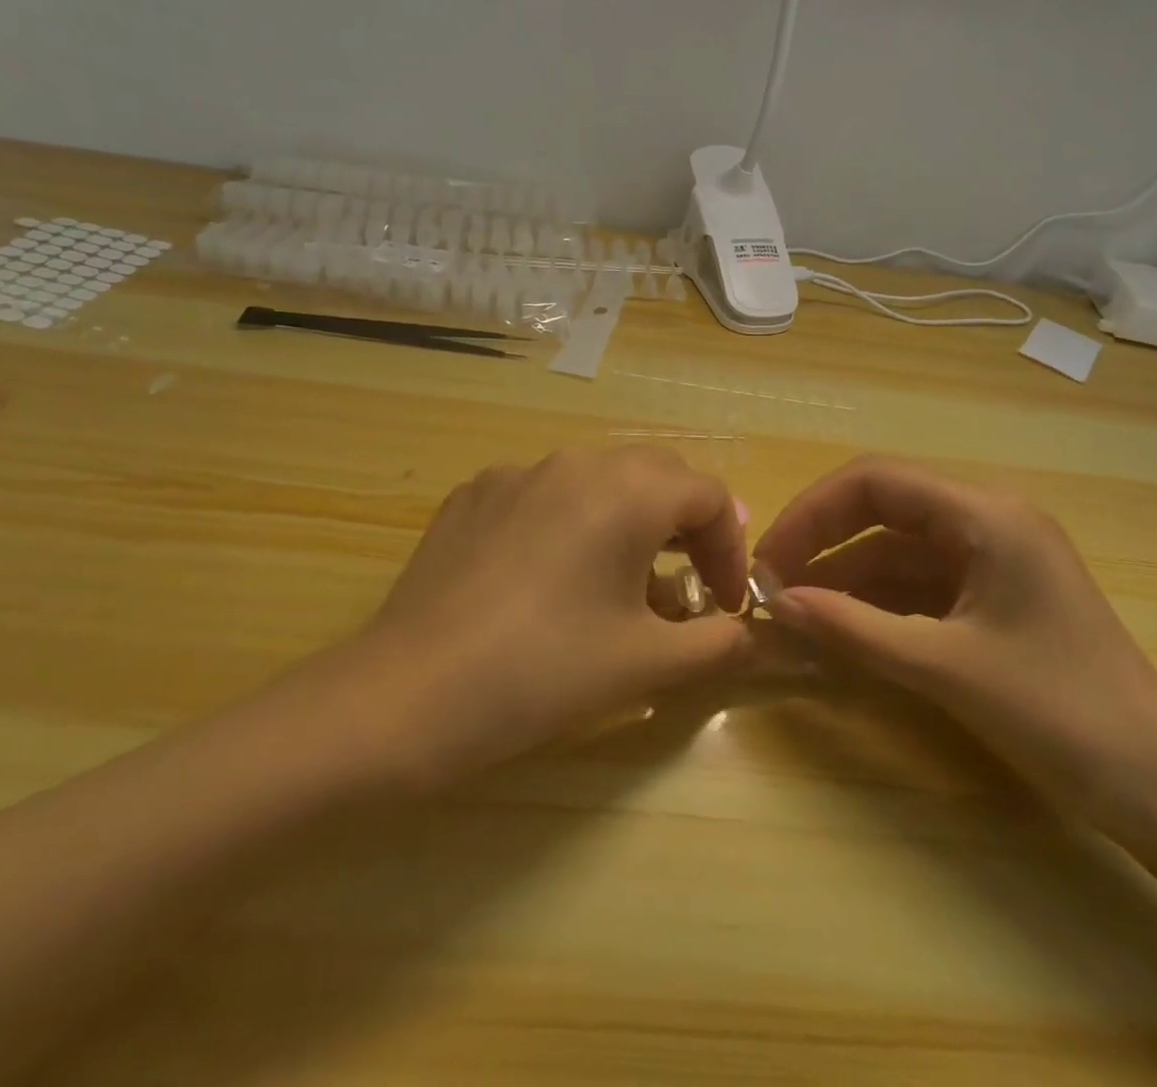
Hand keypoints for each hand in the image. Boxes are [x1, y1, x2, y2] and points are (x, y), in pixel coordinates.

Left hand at [340, 447, 753, 786]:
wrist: (409, 693)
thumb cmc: (545, 672)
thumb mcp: (647, 664)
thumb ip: (715, 643)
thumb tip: (746, 633)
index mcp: (626, 490)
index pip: (708, 495)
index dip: (729, 549)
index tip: (723, 606)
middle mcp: (574, 462)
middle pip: (655, 474)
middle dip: (684, 523)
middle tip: (687, 581)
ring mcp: (515, 473)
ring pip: (595, 479)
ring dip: (626, 518)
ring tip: (621, 578)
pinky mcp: (472, 495)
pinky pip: (541, 494)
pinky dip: (567, 522)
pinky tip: (547, 576)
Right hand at [754, 457, 1156, 826]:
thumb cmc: (1062, 717)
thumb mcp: (945, 669)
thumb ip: (853, 629)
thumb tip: (774, 603)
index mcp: (986, 515)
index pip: (875, 481)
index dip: (812, 512)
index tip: (767, 557)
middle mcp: (988, 521)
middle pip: (883, 509)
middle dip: (822, 542)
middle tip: (769, 583)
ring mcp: (993, 560)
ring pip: (896, 550)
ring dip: (844, 576)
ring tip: (791, 608)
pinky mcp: (994, 597)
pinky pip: (918, 584)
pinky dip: (875, 601)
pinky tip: (839, 625)